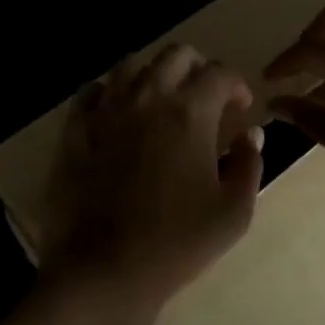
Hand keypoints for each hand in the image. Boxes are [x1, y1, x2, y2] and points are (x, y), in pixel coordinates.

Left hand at [42, 43, 264, 312]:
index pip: (220, 73)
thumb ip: (249, 164)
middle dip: (197, 68)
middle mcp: (148, 97)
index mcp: (190, 111)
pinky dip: (110, 93)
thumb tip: (250, 134)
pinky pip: (92, 91)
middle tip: (204, 98)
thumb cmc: (177, 243)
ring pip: (131, 64)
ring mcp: (106, 109)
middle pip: (176, 55)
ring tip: (160, 101)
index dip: (236, 85)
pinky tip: (117, 115)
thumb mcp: (233, 212)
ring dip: (153, 74)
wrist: (103, 270)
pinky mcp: (74, 129)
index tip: (240, 107)